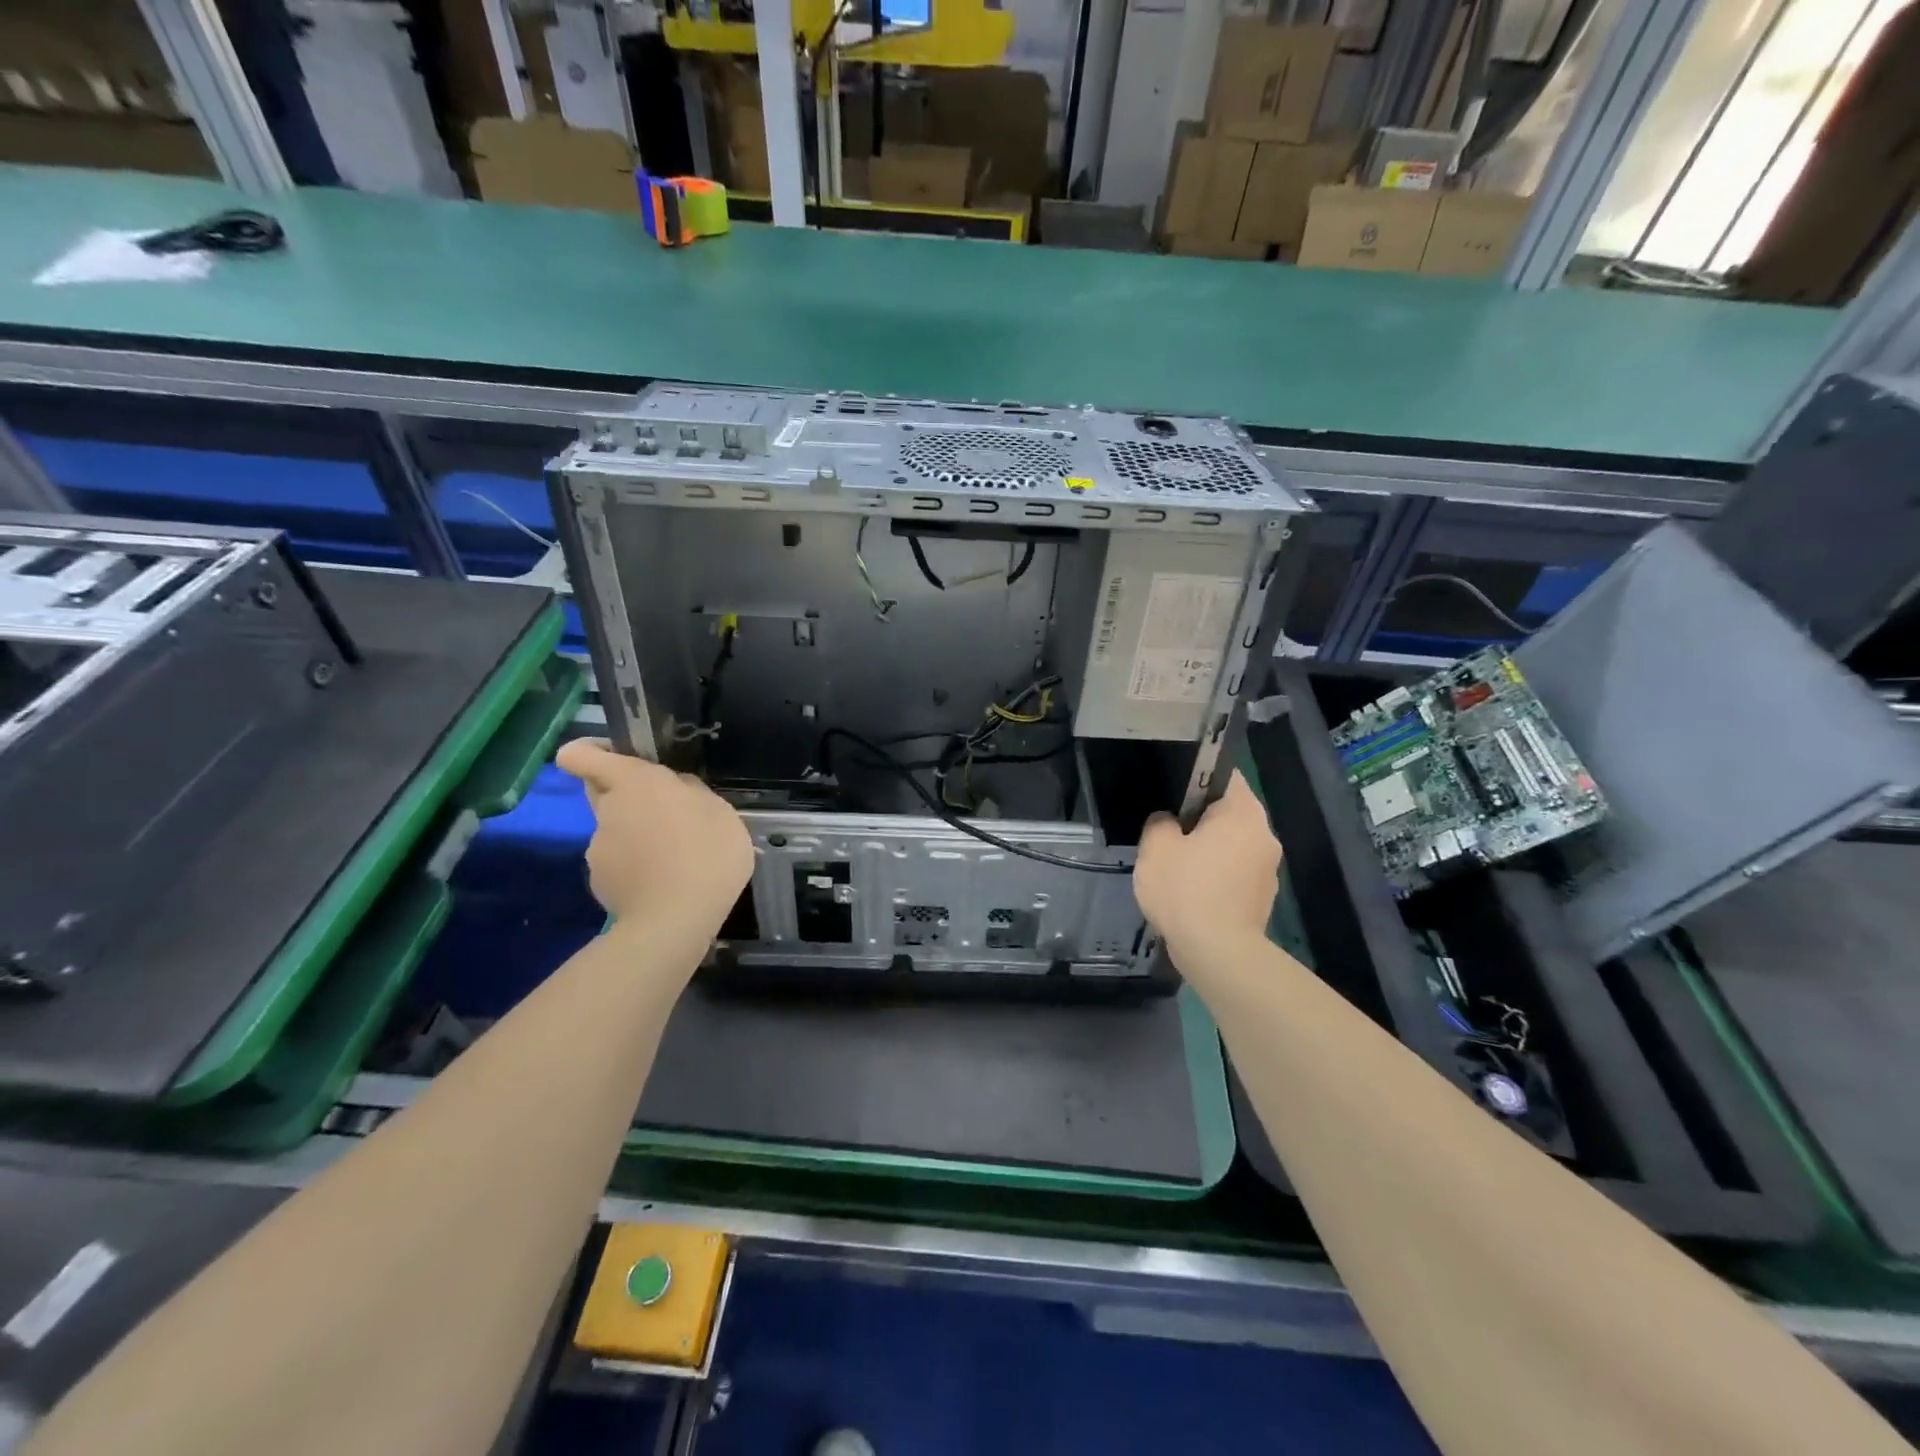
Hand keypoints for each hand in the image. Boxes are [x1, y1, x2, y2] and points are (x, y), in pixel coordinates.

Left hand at [556, 740, 753, 935]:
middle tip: (663, 812)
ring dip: (636, 836)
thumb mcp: (721, 813)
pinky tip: (663, 883)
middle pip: (602, 790)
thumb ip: (693, 793)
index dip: (589, 752)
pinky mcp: (599, 881)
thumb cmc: (706, 854)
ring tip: (674, 859)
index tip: (614, 757)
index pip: (582, 755)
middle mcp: (609, 809)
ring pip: (614, 829)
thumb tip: (677, 790)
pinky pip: (617, 863)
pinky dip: (635, 868)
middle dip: (625, 794)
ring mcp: (598, 848)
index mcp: (636, 783)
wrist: (675, 920)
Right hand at [1133, 770, 1281, 960]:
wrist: (1218, 953)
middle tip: (1168, 831)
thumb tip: (1168, 822)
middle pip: (1230, 813)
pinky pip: (1234, 874)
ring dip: (1209, 851)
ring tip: (1177, 866)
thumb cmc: (1187, 890)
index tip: (1173, 793)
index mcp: (1243, 813)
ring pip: (1232, 846)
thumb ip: (1160, 823)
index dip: (1197, 778)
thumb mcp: (1156, 847)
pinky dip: (1216, 877)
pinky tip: (1191, 893)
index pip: (1224, 776)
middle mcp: (1265, 835)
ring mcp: (1268, 869)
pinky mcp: (1262, 899)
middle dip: (1200, 819)